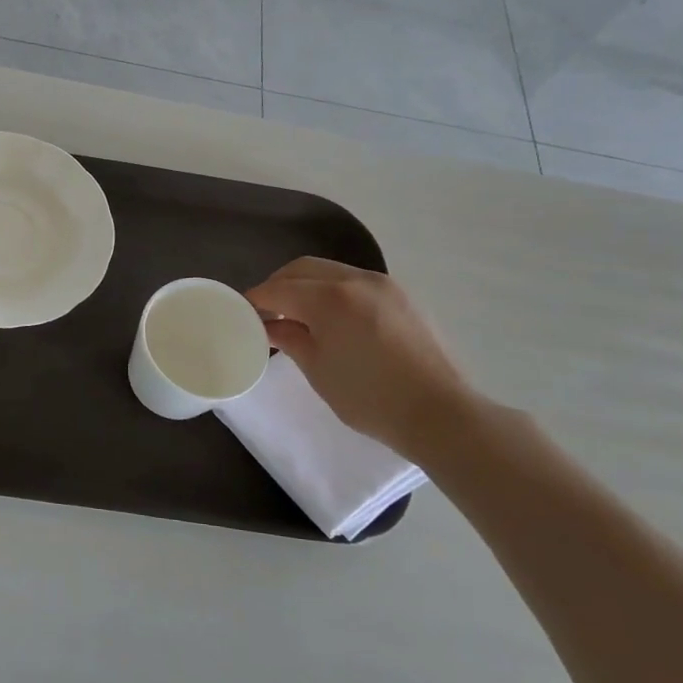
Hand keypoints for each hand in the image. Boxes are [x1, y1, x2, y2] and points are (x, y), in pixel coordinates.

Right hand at [245, 258, 477, 458]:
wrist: (440, 413)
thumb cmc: (370, 398)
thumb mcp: (318, 370)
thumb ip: (290, 339)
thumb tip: (270, 325)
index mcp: (329, 298)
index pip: (278, 289)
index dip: (255, 300)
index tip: (242, 313)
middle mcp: (355, 280)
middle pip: (303, 269)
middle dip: (279, 285)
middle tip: (266, 311)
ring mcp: (383, 285)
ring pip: (330, 270)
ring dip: (306, 285)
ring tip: (298, 315)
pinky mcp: (401, 296)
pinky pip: (354, 281)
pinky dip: (333, 290)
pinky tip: (331, 318)